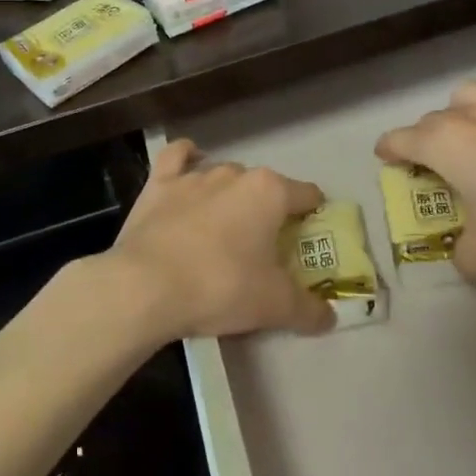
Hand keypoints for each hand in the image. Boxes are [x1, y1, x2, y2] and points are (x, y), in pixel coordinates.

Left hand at [99, 140, 334, 342]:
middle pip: (264, 187)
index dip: (314, 216)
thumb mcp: (274, 306)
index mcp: (269, 192)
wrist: (145, 286)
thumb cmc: (220, 287)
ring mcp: (193, 176)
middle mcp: (234, 173)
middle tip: (265, 248)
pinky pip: (177, 158)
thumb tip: (330, 316)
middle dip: (268, 211)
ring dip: (231, 196)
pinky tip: (190, 167)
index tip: (310, 240)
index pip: (308, 195)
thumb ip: (308, 308)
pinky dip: (187, 160)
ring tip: (227, 228)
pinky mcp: (158, 184)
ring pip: (224, 175)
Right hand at [376, 76, 475, 282]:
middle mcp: (474, 112)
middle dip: (431, 138)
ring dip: (469, 110)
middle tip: (443, 164)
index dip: (389, 150)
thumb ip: (462, 255)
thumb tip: (464, 251)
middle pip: (436, 117)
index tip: (386, 157)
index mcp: (446, 144)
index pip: (400, 140)